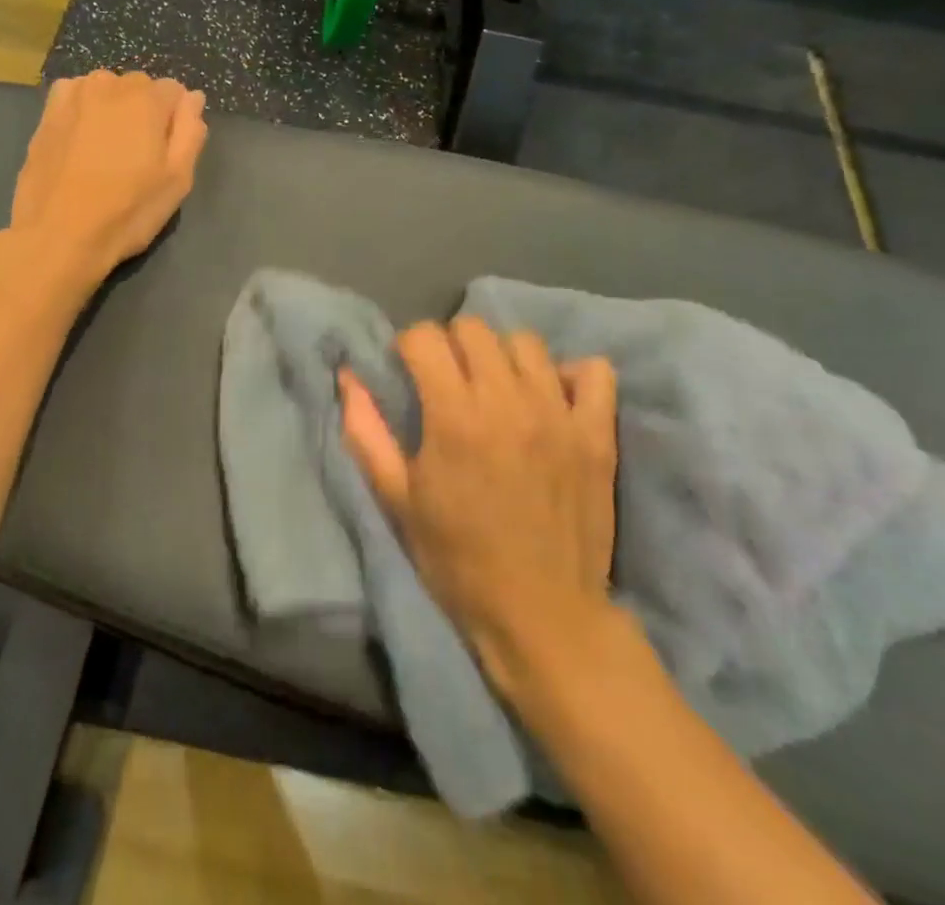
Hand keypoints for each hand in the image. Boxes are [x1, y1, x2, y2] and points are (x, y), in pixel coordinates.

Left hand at [6, 71, 207, 285]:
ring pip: (106, 88)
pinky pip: (74, 94)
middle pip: (140, 87)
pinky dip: (83, 107)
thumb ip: (190, 131)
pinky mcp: (47, 113)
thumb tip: (193, 98)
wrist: (58, 234)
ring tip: (106, 149)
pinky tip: (79, 137)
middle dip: (144, 112)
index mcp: (148, 99)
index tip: (165, 153)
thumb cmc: (127, 211)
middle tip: (136, 156)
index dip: (175, 121)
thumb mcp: (177, 180)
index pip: (174, 91)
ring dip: (113, 108)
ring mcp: (74, 96)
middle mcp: (110, 85)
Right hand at [342, 318, 620, 705]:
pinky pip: (593, 372)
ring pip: (525, 343)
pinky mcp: (598, 434)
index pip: (425, 336)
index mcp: (454, 416)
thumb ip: (366, 430)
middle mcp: (508, 401)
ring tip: (496, 387)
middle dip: (451, 344)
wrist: (543, 615)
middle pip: (474, 328)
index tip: (408, 372)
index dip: (407, 347)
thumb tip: (347, 375)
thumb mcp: (397, 498)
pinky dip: (570, 374)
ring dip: (502, 356)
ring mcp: (559, 414)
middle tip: (448, 379)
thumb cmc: (458, 558)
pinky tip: (551, 397)